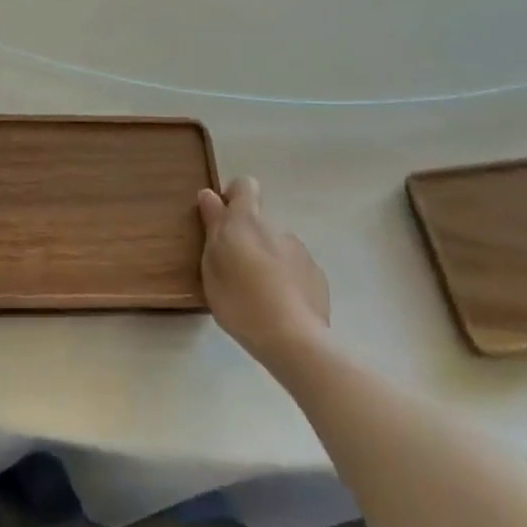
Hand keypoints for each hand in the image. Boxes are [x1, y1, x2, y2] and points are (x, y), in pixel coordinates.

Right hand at [199, 177, 329, 367]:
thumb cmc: (240, 301)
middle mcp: (276, 228)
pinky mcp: (317, 276)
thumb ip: (212, 227)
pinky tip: (279, 307)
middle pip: (258, 221)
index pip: (244, 185)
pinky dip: (285, 279)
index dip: (233, 197)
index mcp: (246, 222)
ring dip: (266, 260)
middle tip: (233, 271)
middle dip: (246, 238)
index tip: (221, 221)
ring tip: (257, 295)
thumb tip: (209, 194)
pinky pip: (294, 268)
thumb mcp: (211, 265)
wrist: (294, 340)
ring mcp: (300, 251)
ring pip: (276, 246)